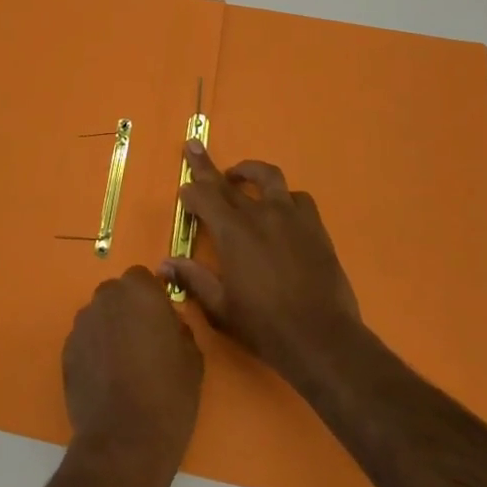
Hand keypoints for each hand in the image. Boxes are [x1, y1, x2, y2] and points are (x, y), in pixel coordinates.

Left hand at [62, 266, 203, 486]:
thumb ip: (179, 328)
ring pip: (100, 316)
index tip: (161, 323)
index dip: (152, 299)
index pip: (143, 278)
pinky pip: (86, 341)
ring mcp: (82, 323)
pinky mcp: (66, 350)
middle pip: (118, 295)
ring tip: (124, 366)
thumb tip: (168, 325)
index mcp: (139, 291)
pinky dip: (95, 352)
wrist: (124, 442)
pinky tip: (107, 381)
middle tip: (144, 344)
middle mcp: (106, 297)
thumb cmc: (168, 395)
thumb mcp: (192, 358)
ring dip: (110, 330)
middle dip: (129, 311)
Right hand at [164, 141, 363, 388]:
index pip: (204, 197)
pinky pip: (298, 198)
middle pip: (227, 181)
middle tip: (193, 147)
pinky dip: (284, 197)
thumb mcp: (221, 309)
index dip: (191, 192)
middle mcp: (259, 215)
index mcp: (232, 232)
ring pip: (268, 177)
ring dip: (249, 171)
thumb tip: (164, 263)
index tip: (184, 191)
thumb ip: (193, 279)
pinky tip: (281, 209)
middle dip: (206, 166)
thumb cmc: (265, 327)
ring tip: (240, 175)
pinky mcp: (315, 226)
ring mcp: (290, 217)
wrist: (322, 339)